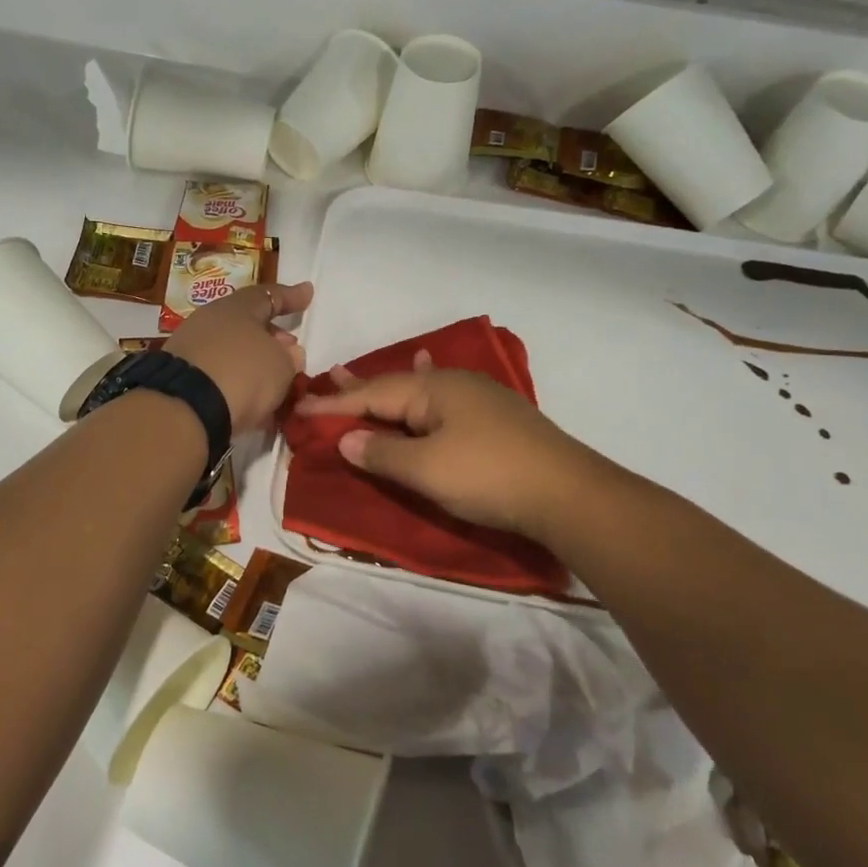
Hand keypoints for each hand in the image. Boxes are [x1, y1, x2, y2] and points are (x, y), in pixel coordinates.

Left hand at [166, 281, 312, 433]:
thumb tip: (288, 352)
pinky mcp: (180, 376)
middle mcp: (210, 320)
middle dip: (271, 334)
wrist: (186, 407)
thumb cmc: (243, 373)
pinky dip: (237, 380)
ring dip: (254, 361)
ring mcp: (191, 347)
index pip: (269, 296)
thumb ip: (290, 357)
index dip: (291, 296)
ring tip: (274, 379)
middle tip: (291, 348)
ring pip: (232, 349)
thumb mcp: (281, 366)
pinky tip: (250, 398)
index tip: (308, 292)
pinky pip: (218, 371)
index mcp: (237, 307)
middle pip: (247, 322)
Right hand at [295, 355, 596, 537]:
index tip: (299, 408)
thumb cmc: (489, 476)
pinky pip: (441, 399)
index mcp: (433, 390)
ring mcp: (478, 399)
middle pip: (394, 386)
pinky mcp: (494, 419)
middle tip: (326, 376)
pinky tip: (429, 372)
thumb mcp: (426, 469)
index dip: (334, 404)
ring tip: (360, 376)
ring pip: (417, 392)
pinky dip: (421, 392)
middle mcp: (453, 385)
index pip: (371, 395)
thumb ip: (382, 453)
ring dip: (386, 389)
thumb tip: (347, 438)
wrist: (568, 494)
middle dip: (357, 387)